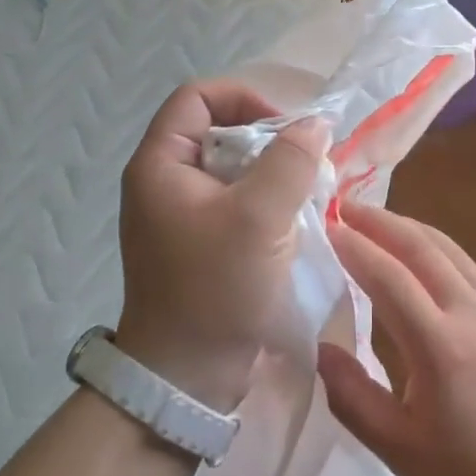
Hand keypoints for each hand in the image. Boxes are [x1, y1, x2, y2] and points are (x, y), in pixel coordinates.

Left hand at [116, 81, 330, 411]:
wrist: (187, 377)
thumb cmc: (216, 288)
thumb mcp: (259, 217)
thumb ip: (290, 161)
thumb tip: (315, 124)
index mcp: (159, 165)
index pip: (198, 98)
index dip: (245, 98)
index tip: (287, 129)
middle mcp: (165, 182)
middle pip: (219, 132)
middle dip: (268, 141)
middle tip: (306, 164)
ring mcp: (182, 215)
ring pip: (234, 170)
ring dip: (273, 176)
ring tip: (306, 196)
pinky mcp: (202, 243)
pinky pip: (237, 203)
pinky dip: (268, 205)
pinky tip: (294, 225)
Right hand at [318, 204, 475, 475]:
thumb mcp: (401, 450)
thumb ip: (353, 397)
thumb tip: (319, 348)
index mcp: (440, 347)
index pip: (388, 278)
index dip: (353, 248)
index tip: (324, 227)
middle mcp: (469, 311)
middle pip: (418, 246)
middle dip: (377, 221)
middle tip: (341, 206)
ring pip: (443, 246)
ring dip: (403, 225)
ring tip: (370, 218)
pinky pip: (462, 259)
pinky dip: (430, 242)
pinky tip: (415, 247)